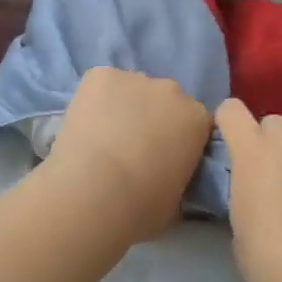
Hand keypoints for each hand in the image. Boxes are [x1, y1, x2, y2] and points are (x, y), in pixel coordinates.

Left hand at [49, 68, 211, 242]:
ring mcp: (136, 78)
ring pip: (131, 90)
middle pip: (165, 100)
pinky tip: (84, 125)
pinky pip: (101, 83)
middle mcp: (173, 90)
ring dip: (123, 107)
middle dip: (152, 118)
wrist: (94, 191)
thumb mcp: (176, 202)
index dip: (179, 139)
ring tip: (102, 138)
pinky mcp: (101, 74)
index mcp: (198, 119)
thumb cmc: (141, 207)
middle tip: (132, 149)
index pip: (195, 122)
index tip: (164, 158)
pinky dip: (94, 100)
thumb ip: (179, 180)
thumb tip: (169, 178)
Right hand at [215, 99, 281, 281]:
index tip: (232, 145)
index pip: (232, 111)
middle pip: (274, 124)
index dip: (229, 124)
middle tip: (274, 178)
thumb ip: (245, 191)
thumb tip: (257, 188)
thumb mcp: (239, 225)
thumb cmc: (270, 263)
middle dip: (270, 143)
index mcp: (253, 153)